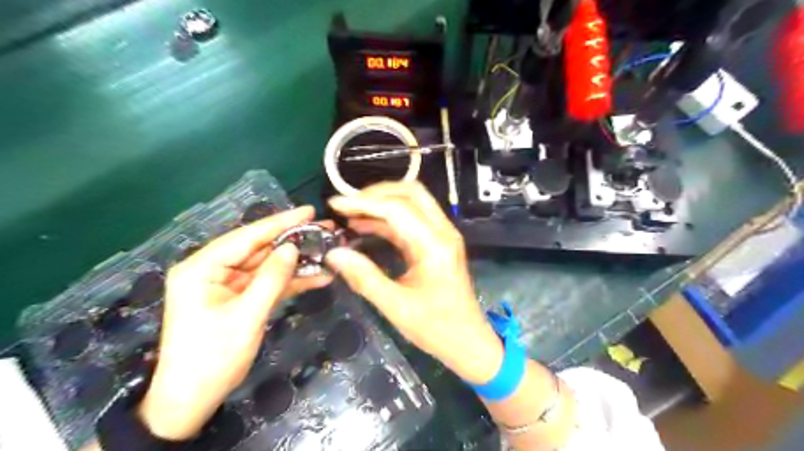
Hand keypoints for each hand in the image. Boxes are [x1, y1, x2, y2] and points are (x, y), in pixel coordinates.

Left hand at [137, 208, 329, 439]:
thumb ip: (271, 279)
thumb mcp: (246, 317)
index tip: (309, 211)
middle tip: (325, 230)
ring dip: (296, 262)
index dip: (280, 222)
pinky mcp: (239, 299)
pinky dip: (290, 281)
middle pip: (259, 248)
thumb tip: (292, 247)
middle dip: (293, 240)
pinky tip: (317, 276)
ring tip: (327, 251)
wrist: (192, 400)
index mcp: (202, 268)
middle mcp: (213, 270)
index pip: (246, 237)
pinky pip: (267, 283)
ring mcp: (227, 285)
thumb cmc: (213, 357)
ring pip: (267, 265)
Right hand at [322, 181, 500, 383]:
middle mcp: (442, 231)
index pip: (397, 208)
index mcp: (434, 244)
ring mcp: (442, 235)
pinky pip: (411, 220)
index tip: (335, 204)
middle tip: (346, 204)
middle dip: (376, 194)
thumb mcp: (396, 306)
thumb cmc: (436, 328)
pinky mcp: (437, 243)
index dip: (363, 203)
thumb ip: (364, 277)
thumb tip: (334, 253)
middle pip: (411, 193)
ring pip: (412, 202)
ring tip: (350, 214)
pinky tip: (365, 226)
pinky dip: (388, 219)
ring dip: (381, 204)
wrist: (468, 341)